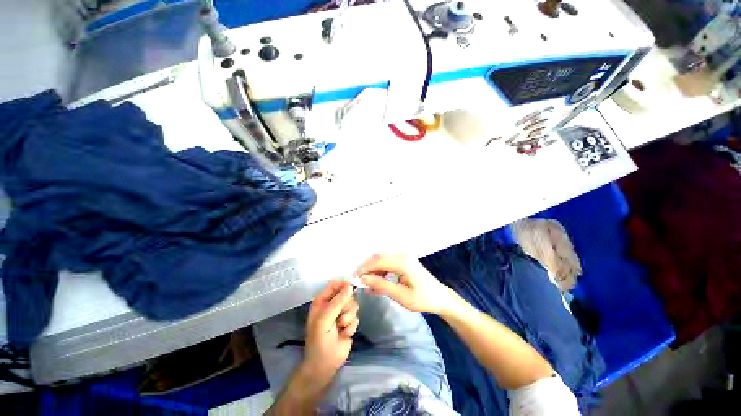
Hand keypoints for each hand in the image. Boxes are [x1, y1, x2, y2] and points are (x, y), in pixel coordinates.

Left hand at [304, 280, 358, 382]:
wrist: (325, 364)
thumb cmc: (319, 340)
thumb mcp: (325, 320)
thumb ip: (337, 302)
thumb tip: (350, 286)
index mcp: (322, 301)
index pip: (335, 285)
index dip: (343, 284)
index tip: (351, 287)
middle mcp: (333, 305)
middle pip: (347, 294)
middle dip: (346, 306)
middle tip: (340, 317)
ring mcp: (342, 314)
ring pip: (354, 305)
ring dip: (348, 318)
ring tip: (340, 327)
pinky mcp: (349, 323)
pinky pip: (356, 317)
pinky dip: (351, 326)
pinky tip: (344, 334)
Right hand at [356, 254, 455, 314]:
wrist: (440, 298)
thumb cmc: (422, 299)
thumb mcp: (401, 295)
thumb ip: (381, 285)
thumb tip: (363, 279)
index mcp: (403, 262)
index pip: (378, 261)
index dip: (365, 269)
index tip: (354, 278)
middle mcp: (403, 255)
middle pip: (379, 258)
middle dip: (367, 268)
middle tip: (359, 281)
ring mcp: (404, 257)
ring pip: (383, 259)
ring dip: (374, 270)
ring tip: (368, 283)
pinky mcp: (405, 260)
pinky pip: (388, 262)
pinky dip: (381, 270)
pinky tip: (378, 281)